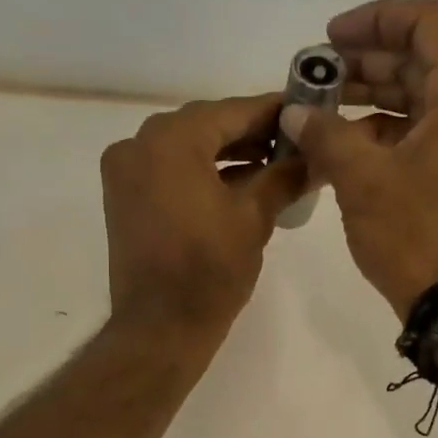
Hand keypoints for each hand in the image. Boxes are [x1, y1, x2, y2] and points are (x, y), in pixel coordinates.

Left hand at [101, 94, 306, 339]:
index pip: (231, 111)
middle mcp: (138, 145)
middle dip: (250, 134)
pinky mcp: (123, 199)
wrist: (160, 327)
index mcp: (169, 140)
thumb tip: (314, 156)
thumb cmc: (210, 269)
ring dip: (227, 154)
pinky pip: (168, 171)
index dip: (273, 111)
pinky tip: (239, 183)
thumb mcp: (254, 217)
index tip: (305, 110)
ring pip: (186, 149)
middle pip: (205, 127)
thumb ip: (284, 176)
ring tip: (274, 165)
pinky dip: (201, 173)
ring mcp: (125, 172)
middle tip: (294, 141)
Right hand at [279, 0, 437, 316]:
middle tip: (316, 78)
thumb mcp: (362, 179)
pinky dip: (389, 134)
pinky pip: (428, 135)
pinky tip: (346, 149)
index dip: (375, 20)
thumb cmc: (416, 234)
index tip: (330, 38)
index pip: (427, 23)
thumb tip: (293, 113)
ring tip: (321, 113)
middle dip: (365, 64)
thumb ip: (324, 134)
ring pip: (424, 101)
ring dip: (373, 100)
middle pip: (423, 62)